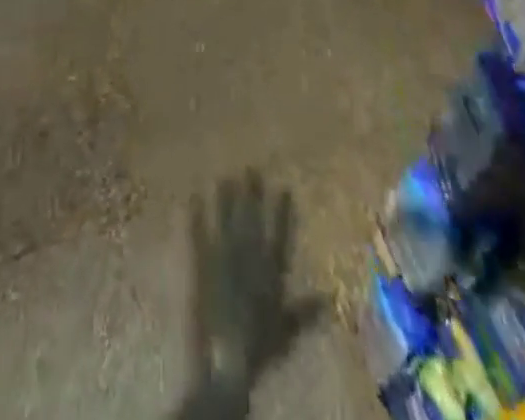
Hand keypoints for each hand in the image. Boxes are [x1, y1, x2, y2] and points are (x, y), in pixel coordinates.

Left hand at [176, 173, 324, 419]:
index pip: (280, 233)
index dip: (282, 211)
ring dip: (226, 199)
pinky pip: (200, 235)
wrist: (228, 357)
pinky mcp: (204, 264)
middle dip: (253, 193)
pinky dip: (196, 217)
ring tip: (225, 177)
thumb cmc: (260, 346)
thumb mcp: (287, 330)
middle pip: (252, 219)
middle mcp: (249, 257)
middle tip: (251, 169)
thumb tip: (330, 298)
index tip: (284, 187)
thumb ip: (306, 311)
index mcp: (270, 270)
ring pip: (227, 220)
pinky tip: (194, 199)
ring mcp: (225, 257)